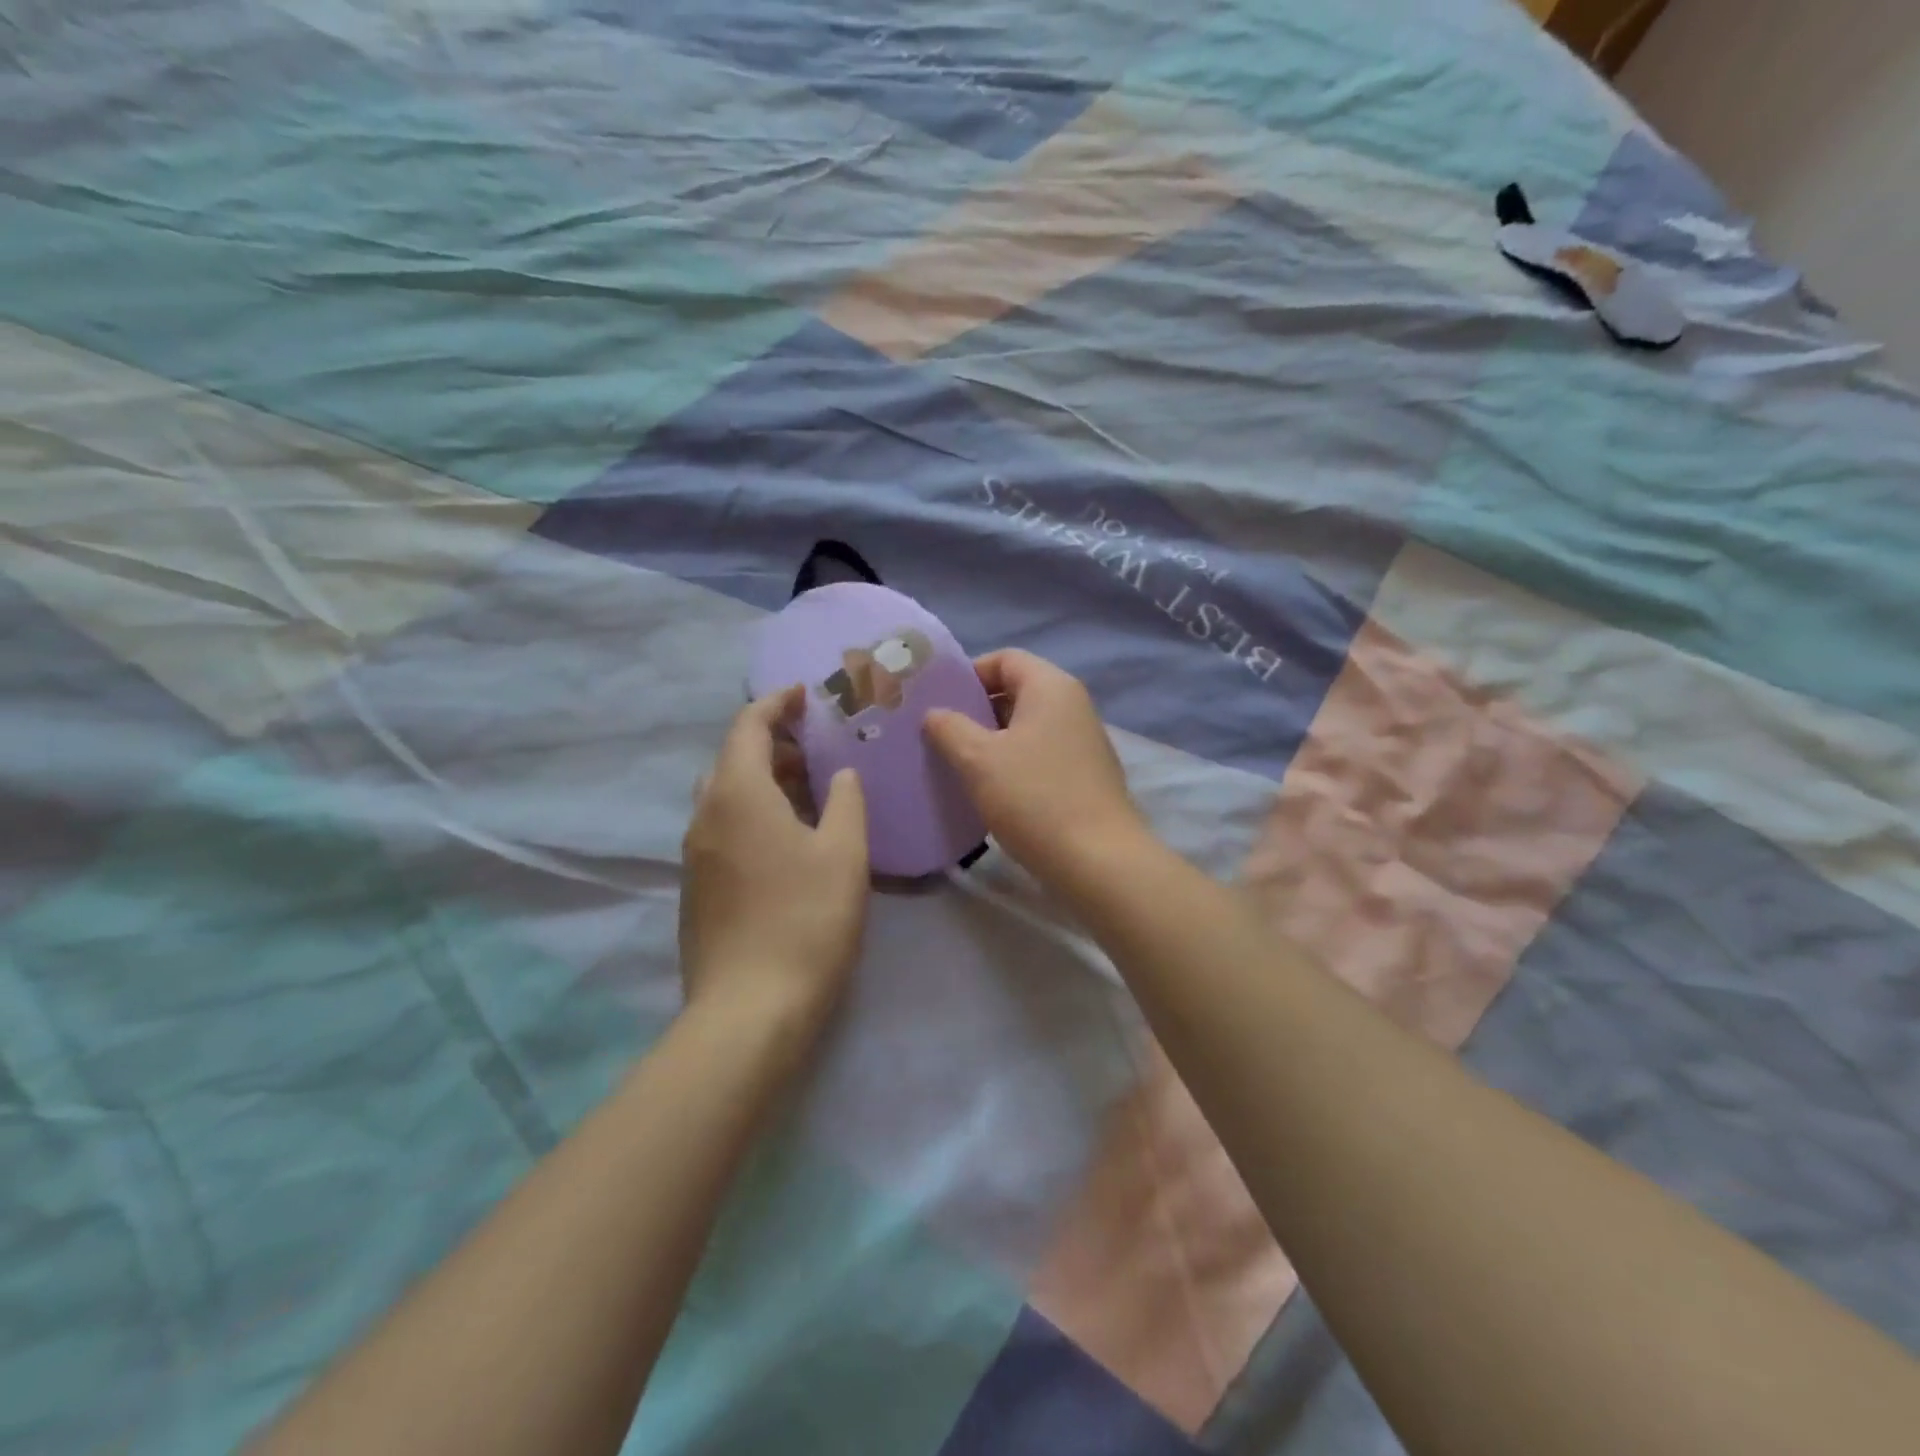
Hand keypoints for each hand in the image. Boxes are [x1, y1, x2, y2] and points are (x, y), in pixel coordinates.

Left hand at [680, 688, 869, 1040]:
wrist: (749, 1010)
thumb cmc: (805, 920)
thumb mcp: (843, 853)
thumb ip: (846, 801)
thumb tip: (841, 775)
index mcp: (738, 794)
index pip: (748, 726)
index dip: (775, 702)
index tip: (805, 694)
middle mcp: (705, 815)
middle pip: (732, 758)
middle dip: (772, 743)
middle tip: (817, 748)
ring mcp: (694, 854)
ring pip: (725, 795)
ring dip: (763, 780)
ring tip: (809, 791)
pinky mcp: (697, 888)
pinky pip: (723, 828)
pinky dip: (753, 813)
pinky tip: (788, 839)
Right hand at [923, 650, 1148, 893]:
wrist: (1097, 861)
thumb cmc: (1034, 798)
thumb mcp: (978, 759)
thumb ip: (949, 728)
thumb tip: (935, 714)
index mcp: (1051, 687)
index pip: (1005, 659)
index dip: (968, 674)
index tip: (939, 702)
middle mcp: (1073, 705)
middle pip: (1017, 691)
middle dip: (976, 709)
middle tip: (940, 734)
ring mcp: (1083, 741)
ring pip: (1027, 726)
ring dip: (992, 740)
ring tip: (958, 764)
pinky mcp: (1085, 775)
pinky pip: (1041, 753)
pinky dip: (1013, 762)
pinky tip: (991, 790)